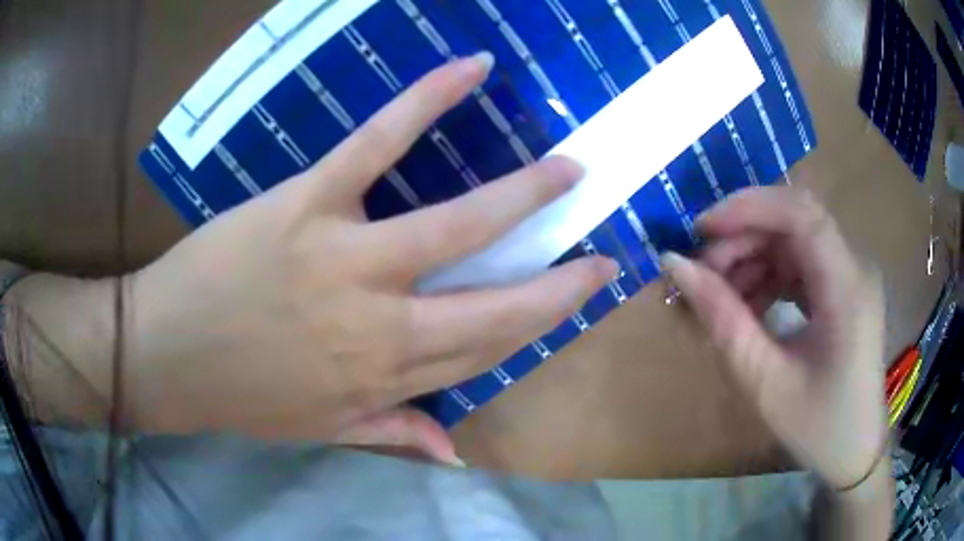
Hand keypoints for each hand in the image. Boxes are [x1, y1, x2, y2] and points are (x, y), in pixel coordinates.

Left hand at [125, 53, 615, 440]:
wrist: (164, 358)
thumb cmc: (237, 398)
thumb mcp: (317, 431)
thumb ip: (390, 436)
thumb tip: (454, 455)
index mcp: (385, 379)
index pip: (485, 350)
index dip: (540, 324)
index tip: (579, 297)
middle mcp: (383, 326)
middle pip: (494, 302)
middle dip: (559, 281)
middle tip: (602, 251)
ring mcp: (347, 259)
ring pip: (457, 224)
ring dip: (523, 194)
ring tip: (569, 169)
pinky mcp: (308, 204)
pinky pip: (377, 144)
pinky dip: (425, 101)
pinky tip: (469, 70)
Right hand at [661, 186, 886, 489]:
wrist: (854, 452)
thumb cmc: (818, 428)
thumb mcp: (765, 382)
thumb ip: (723, 321)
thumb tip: (676, 265)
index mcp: (847, 290)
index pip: (801, 214)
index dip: (748, 207)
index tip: (699, 230)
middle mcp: (855, 268)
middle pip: (794, 223)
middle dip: (743, 237)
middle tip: (702, 275)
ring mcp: (851, 276)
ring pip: (794, 240)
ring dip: (753, 258)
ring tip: (720, 297)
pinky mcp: (845, 288)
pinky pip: (802, 264)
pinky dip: (769, 276)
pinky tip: (749, 305)